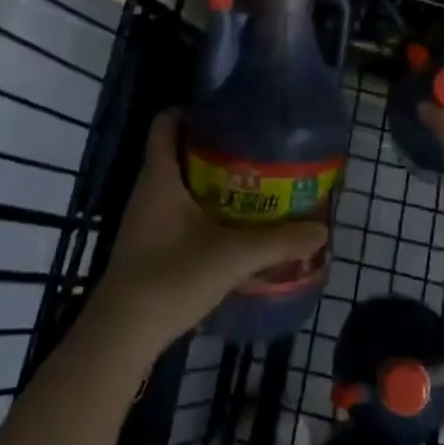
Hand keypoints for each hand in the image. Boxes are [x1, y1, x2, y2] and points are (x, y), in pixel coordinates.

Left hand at [88, 110, 327, 354]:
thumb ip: (278, 242)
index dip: (191, 110)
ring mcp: (145, 219)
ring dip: (210, 182)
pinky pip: (177, 212)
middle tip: (254, 151)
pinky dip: (202, 210)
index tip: (227, 113)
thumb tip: (321, 230)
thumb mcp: (231, 257)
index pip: (165, 123)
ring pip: (179, 184)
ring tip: (252, 186)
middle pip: (177, 152)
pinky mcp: (149, 245)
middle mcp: (148, 190)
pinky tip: (231, 228)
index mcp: (160, 177)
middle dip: (213, 148)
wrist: (122, 334)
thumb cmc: (170, 278)